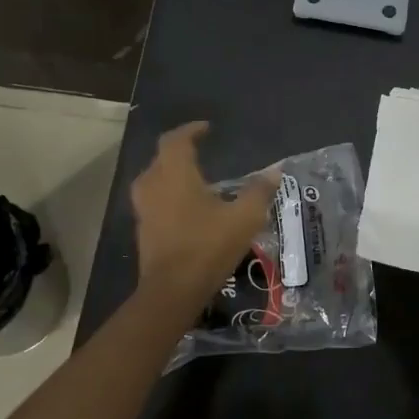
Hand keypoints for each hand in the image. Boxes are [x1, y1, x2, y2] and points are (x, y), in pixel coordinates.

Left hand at [131, 122, 277, 312]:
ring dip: (171, 173)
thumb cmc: (208, 246)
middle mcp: (153, 185)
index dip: (191, 130)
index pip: (176, 140)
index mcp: (175, 174)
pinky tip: (187, 207)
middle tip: (199, 150)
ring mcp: (144, 209)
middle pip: (161, 157)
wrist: (172, 291)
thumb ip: (259, 191)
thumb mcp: (244, 217)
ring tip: (193, 177)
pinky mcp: (143, 230)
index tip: (206, 128)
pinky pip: (154, 200)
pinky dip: (168, 195)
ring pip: (154, 179)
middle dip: (179, 150)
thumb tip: (275, 171)